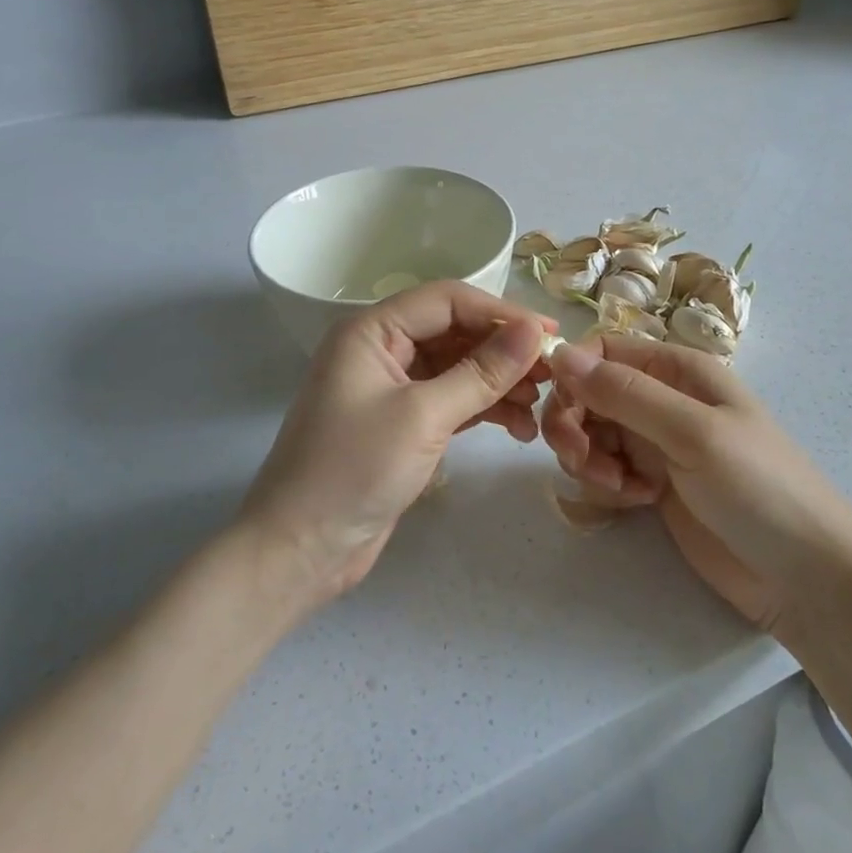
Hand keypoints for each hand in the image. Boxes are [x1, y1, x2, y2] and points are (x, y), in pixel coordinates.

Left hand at [240, 281, 553, 603]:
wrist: (299, 551)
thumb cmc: (353, 471)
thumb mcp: (424, 416)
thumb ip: (481, 372)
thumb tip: (534, 331)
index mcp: (372, 331)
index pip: (448, 301)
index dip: (501, 312)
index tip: (550, 335)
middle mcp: (381, 350)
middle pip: (455, 333)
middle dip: (503, 352)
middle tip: (551, 375)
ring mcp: (392, 388)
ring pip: (457, 368)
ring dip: (498, 383)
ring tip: (538, 406)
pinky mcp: (402, 424)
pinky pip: (452, 401)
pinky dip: (483, 409)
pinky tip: (518, 427)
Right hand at [540, 339, 851, 632]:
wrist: (806, 577)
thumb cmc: (759, 489)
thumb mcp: (692, 432)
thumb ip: (625, 393)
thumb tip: (560, 353)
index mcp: (677, 369)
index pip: (603, 350)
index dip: (573, 373)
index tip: (559, 409)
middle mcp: (662, 398)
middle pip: (588, 394)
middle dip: (574, 424)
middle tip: (580, 461)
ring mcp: (656, 443)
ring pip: (591, 433)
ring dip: (589, 459)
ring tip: (620, 490)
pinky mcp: (653, 484)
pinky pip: (606, 469)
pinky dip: (607, 484)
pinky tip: (636, 502)